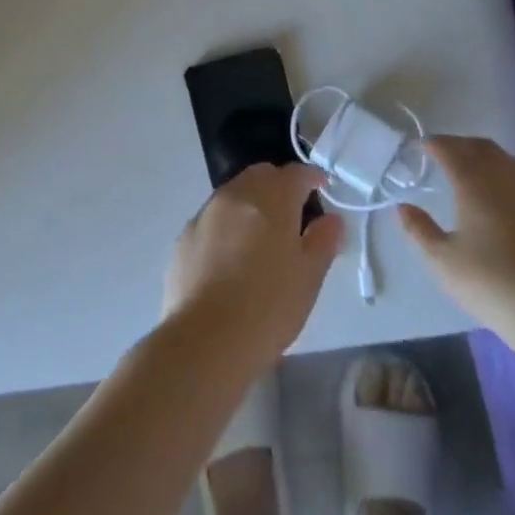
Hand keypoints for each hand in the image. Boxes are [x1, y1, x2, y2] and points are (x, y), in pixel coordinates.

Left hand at [163, 163, 344, 377]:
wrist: (204, 342)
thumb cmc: (268, 308)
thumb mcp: (309, 278)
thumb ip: (323, 241)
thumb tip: (331, 219)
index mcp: (271, 198)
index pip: (296, 172)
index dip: (312, 178)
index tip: (321, 190)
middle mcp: (236, 195)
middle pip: (261, 175)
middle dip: (278, 186)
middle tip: (292, 215)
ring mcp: (205, 213)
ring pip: (234, 194)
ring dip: (250, 204)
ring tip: (260, 239)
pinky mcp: (184, 237)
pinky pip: (211, 219)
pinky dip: (226, 227)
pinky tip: (229, 260)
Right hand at [399, 137, 514, 347]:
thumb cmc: (493, 284)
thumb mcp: (443, 262)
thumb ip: (419, 230)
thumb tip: (402, 207)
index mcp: (474, 182)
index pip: (449, 149)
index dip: (433, 144)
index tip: (420, 146)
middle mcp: (506, 176)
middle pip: (481, 147)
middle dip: (460, 145)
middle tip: (444, 154)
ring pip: (508, 161)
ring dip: (487, 158)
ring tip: (474, 174)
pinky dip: (510, 180)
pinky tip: (508, 203)